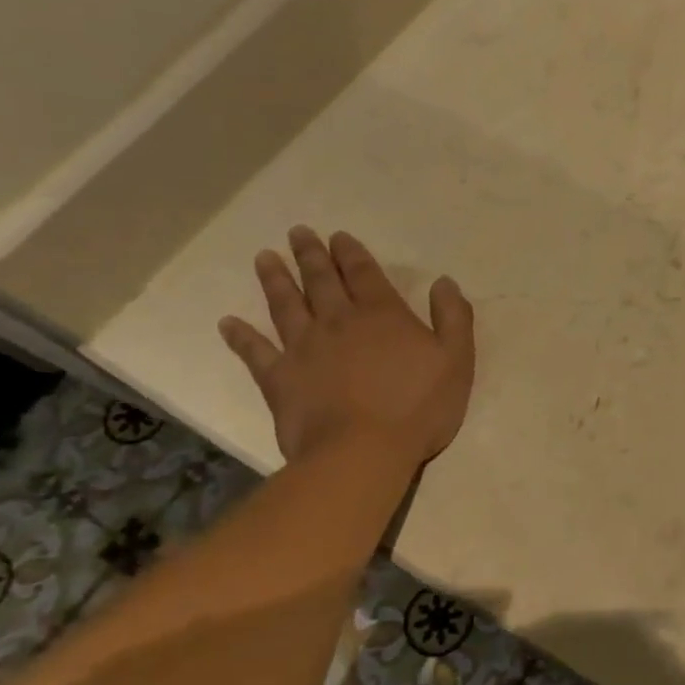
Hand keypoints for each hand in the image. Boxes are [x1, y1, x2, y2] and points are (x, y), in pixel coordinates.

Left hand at [218, 227, 474, 466]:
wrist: (363, 451)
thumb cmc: (419, 406)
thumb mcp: (457, 359)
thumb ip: (453, 317)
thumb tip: (444, 282)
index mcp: (383, 315)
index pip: (364, 274)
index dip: (351, 253)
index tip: (338, 236)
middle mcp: (339, 322)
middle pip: (321, 281)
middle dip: (311, 256)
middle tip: (297, 233)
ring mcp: (304, 349)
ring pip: (286, 306)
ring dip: (276, 280)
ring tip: (265, 258)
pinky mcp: (279, 379)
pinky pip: (255, 352)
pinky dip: (241, 337)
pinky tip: (228, 323)